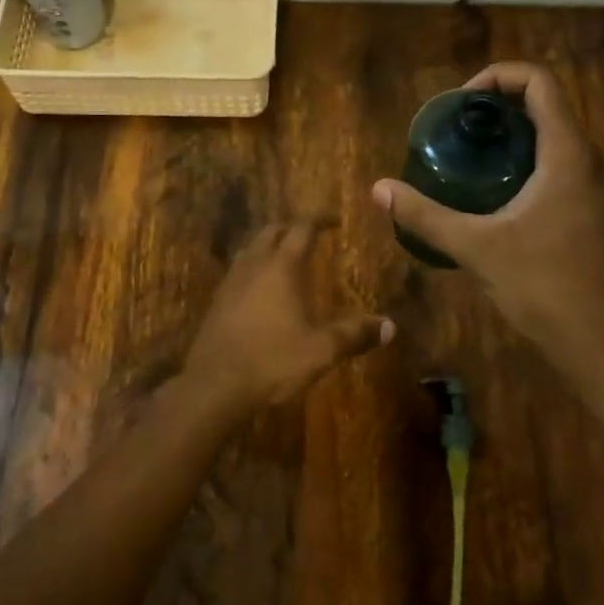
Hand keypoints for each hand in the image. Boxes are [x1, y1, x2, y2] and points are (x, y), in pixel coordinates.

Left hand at [184, 223, 393, 409]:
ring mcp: (232, 281)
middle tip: (312, 235)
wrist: (213, 384)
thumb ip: (355, 335)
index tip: (335, 219)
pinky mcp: (218, 300)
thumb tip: (390, 326)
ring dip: (270, 244)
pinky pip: (240, 268)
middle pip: (272, 231)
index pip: (302, 228)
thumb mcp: (321, 350)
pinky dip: (256, 265)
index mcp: (282, 267)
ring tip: (287, 255)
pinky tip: (262, 287)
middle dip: (293, 227)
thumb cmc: (271, 360)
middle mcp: (254, 264)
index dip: (320, 219)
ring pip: (252, 247)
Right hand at [372, 63, 603, 367]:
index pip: (539, 82)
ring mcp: (601, 192)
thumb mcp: (478, 249)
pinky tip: (500, 206)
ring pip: (556, 143)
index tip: (462, 103)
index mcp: (568, 154)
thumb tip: (379, 189)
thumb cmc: (548, 288)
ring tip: (472, 165)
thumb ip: (427, 216)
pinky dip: (530, 169)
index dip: (498, 76)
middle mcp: (591, 162)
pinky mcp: (600, 218)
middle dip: (500, 110)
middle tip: (458, 133)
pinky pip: (563, 173)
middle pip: (547, 108)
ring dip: (515, 142)